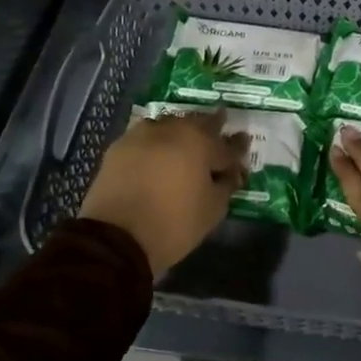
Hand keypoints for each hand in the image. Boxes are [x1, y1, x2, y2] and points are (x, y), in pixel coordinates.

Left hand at [81, 109, 248, 276]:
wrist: (115, 236)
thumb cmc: (173, 224)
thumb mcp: (212, 210)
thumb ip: (226, 185)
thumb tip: (231, 173)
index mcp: (201, 143)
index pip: (228, 145)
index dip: (238, 147)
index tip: (244, 143)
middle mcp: (174, 129)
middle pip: (199, 123)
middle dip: (212, 126)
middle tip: (220, 127)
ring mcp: (144, 134)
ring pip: (171, 124)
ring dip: (182, 130)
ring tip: (186, 140)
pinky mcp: (120, 146)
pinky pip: (146, 136)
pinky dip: (156, 141)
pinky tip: (157, 151)